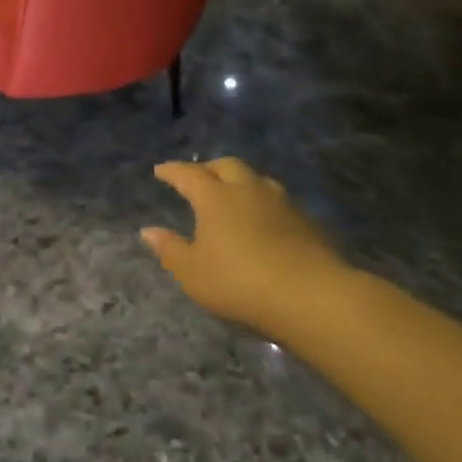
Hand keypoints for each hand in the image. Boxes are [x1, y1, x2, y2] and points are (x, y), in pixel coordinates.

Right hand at [142, 158, 354, 333]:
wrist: (313, 296)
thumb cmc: (240, 282)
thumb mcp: (193, 273)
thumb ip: (170, 249)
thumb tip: (148, 230)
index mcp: (215, 197)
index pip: (188, 174)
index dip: (172, 171)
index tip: (160, 170)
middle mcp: (248, 190)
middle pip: (226, 165)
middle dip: (209, 168)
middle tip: (198, 178)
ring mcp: (281, 203)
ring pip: (256, 179)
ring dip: (240, 181)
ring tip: (232, 194)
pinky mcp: (307, 221)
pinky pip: (277, 200)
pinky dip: (262, 202)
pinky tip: (262, 220)